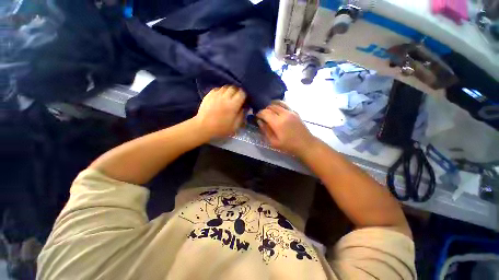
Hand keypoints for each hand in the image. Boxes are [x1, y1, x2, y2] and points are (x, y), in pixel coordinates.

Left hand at [195, 85, 245, 138]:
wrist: (203, 127)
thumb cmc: (220, 128)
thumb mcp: (235, 126)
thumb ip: (241, 116)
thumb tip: (244, 108)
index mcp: (232, 105)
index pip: (242, 93)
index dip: (244, 96)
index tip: (244, 100)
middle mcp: (225, 97)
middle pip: (234, 88)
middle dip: (237, 92)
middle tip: (237, 99)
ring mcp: (216, 95)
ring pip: (225, 87)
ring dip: (229, 91)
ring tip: (229, 97)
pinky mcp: (209, 95)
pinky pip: (217, 89)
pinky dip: (221, 92)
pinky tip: (220, 97)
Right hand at [257, 101, 317, 156]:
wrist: (306, 144)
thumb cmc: (288, 146)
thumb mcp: (274, 142)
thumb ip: (265, 131)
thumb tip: (260, 122)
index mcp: (277, 123)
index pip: (265, 113)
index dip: (259, 114)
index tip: (256, 116)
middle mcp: (284, 114)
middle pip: (271, 107)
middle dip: (264, 109)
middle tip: (262, 115)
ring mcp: (290, 112)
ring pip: (278, 103)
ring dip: (271, 106)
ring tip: (268, 111)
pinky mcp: (295, 112)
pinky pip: (285, 105)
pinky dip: (278, 105)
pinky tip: (277, 109)